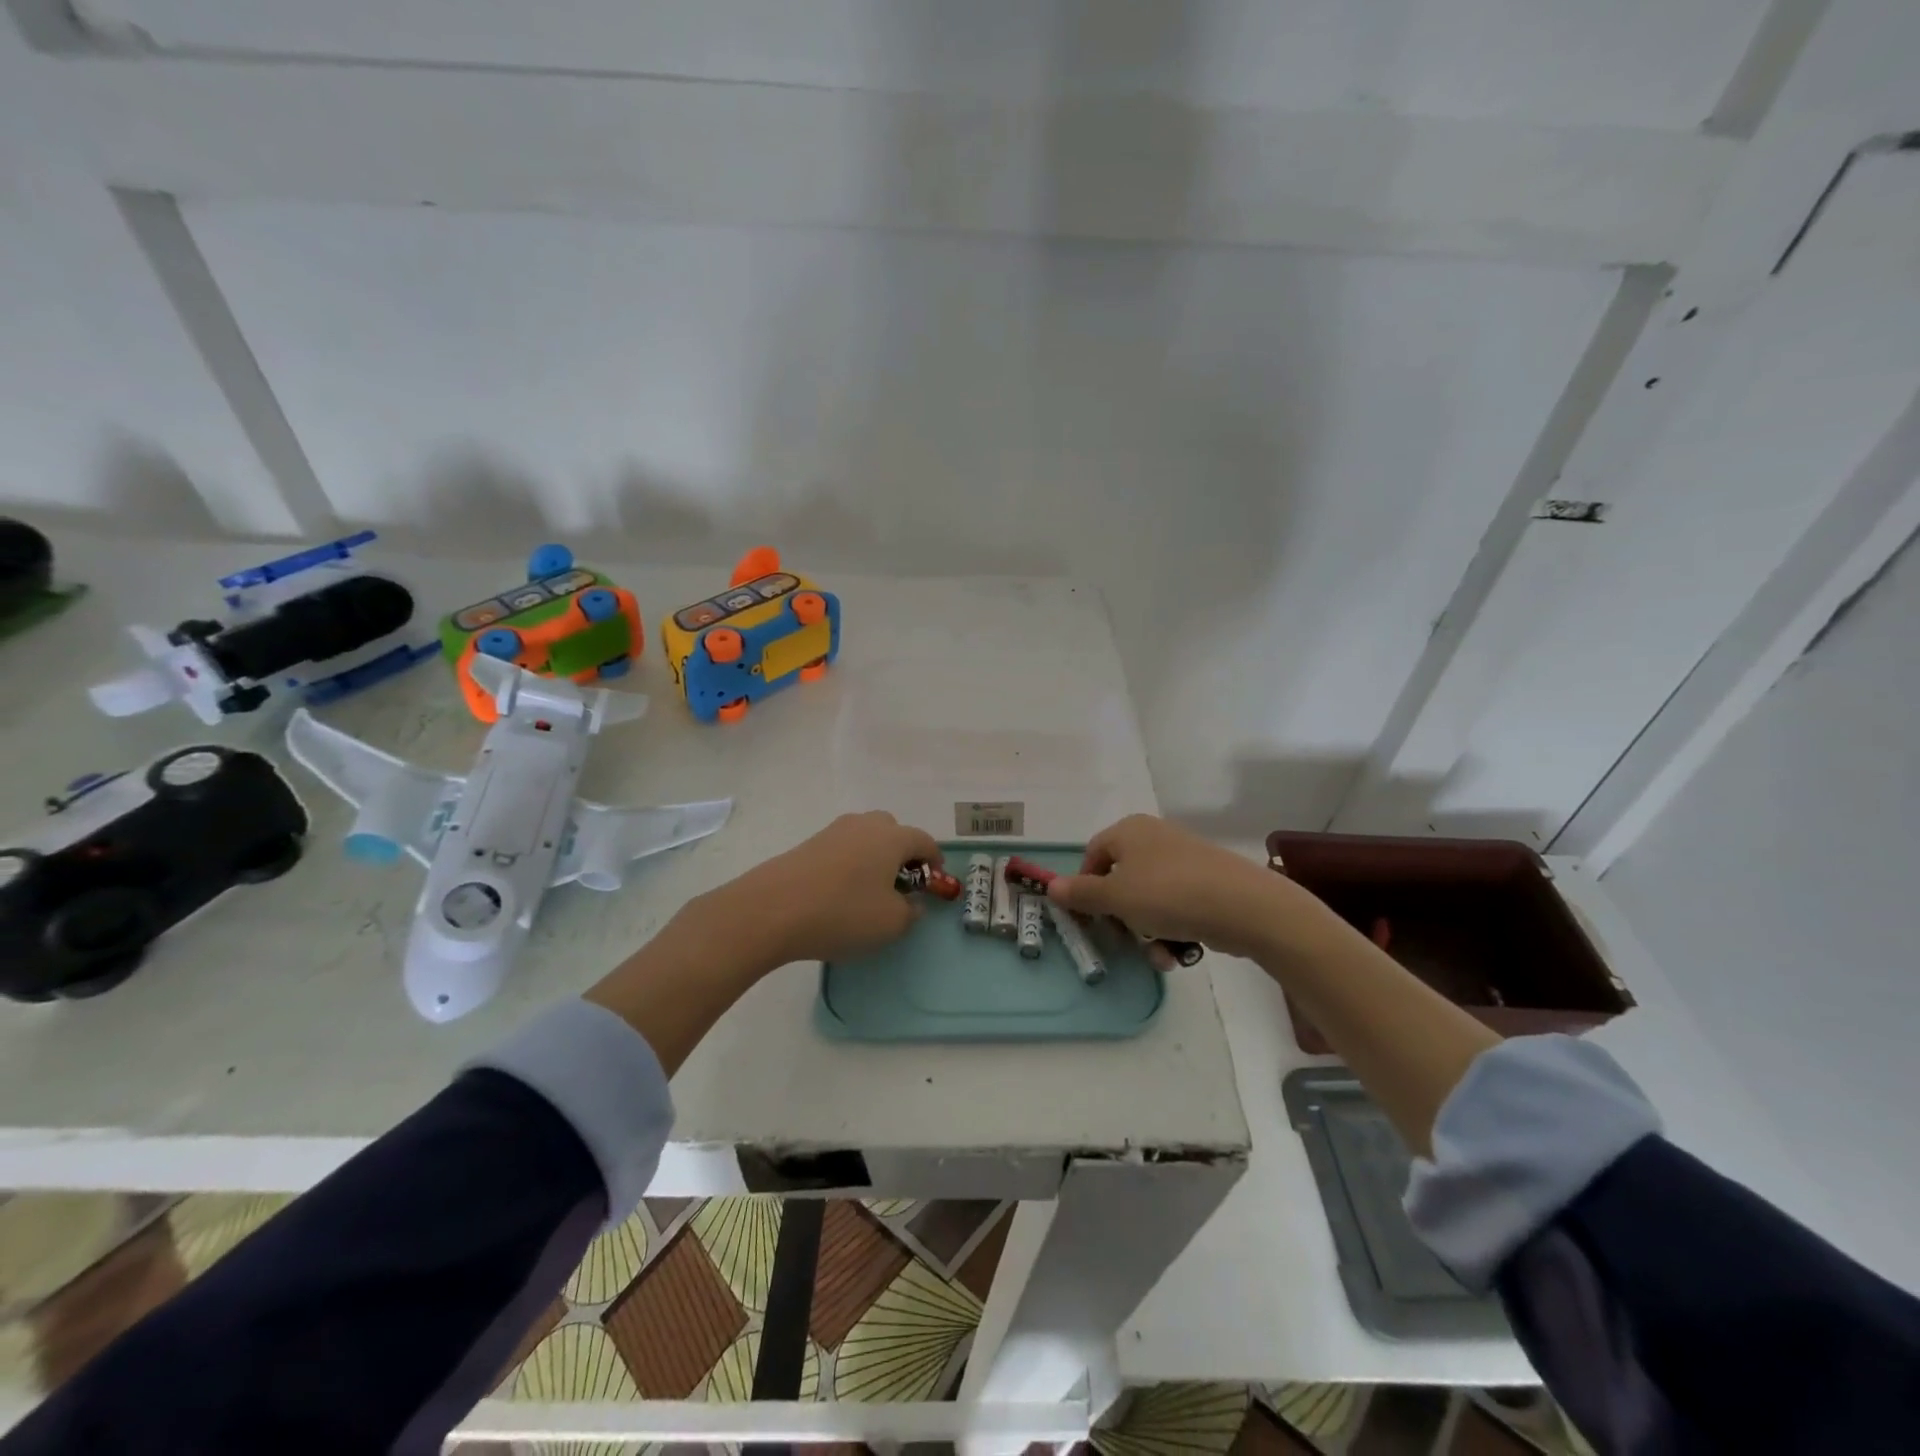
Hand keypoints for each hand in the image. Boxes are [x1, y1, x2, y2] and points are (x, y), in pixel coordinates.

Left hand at [694, 811, 943, 968]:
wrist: (771, 909)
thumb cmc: (843, 913)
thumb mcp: (890, 924)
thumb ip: (910, 912)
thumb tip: (912, 903)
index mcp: (892, 837)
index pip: (924, 841)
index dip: (934, 860)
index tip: (935, 880)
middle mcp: (865, 825)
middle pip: (893, 831)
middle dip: (902, 853)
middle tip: (902, 883)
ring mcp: (833, 831)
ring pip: (865, 837)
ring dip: (874, 857)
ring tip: (869, 889)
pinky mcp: (808, 844)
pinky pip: (841, 848)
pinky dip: (849, 863)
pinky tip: (840, 891)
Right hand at [1047, 814, 1338, 961]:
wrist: (1243, 906)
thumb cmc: (1167, 894)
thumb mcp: (1115, 897)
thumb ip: (1081, 893)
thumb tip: (1051, 886)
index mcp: (1129, 830)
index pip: (1093, 854)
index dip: (1085, 886)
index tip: (1088, 917)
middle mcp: (1156, 837)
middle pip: (1122, 879)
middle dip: (1121, 917)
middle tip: (1124, 940)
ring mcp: (1185, 859)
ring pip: (1150, 899)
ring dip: (1148, 931)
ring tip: (1159, 955)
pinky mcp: (1209, 882)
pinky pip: (1178, 906)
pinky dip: (1173, 929)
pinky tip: (1181, 952)